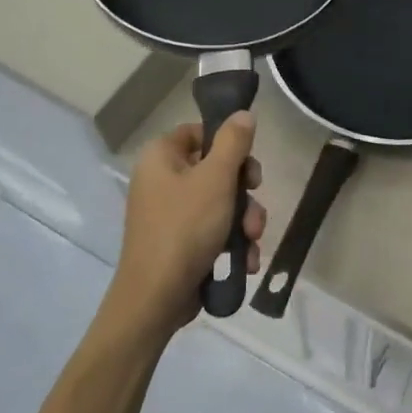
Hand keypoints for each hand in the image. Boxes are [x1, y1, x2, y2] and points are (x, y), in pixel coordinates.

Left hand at [105, 116, 264, 338]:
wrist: (156, 297)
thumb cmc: (185, 228)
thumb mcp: (216, 179)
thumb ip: (234, 143)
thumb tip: (243, 114)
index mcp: (161, 157)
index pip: (198, 132)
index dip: (227, 143)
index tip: (248, 163)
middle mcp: (161, 180)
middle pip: (216, 169)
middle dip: (244, 192)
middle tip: (255, 203)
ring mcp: (169, 213)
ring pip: (221, 203)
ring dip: (244, 221)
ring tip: (252, 242)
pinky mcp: (179, 242)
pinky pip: (213, 230)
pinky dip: (231, 243)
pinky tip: (244, 261)